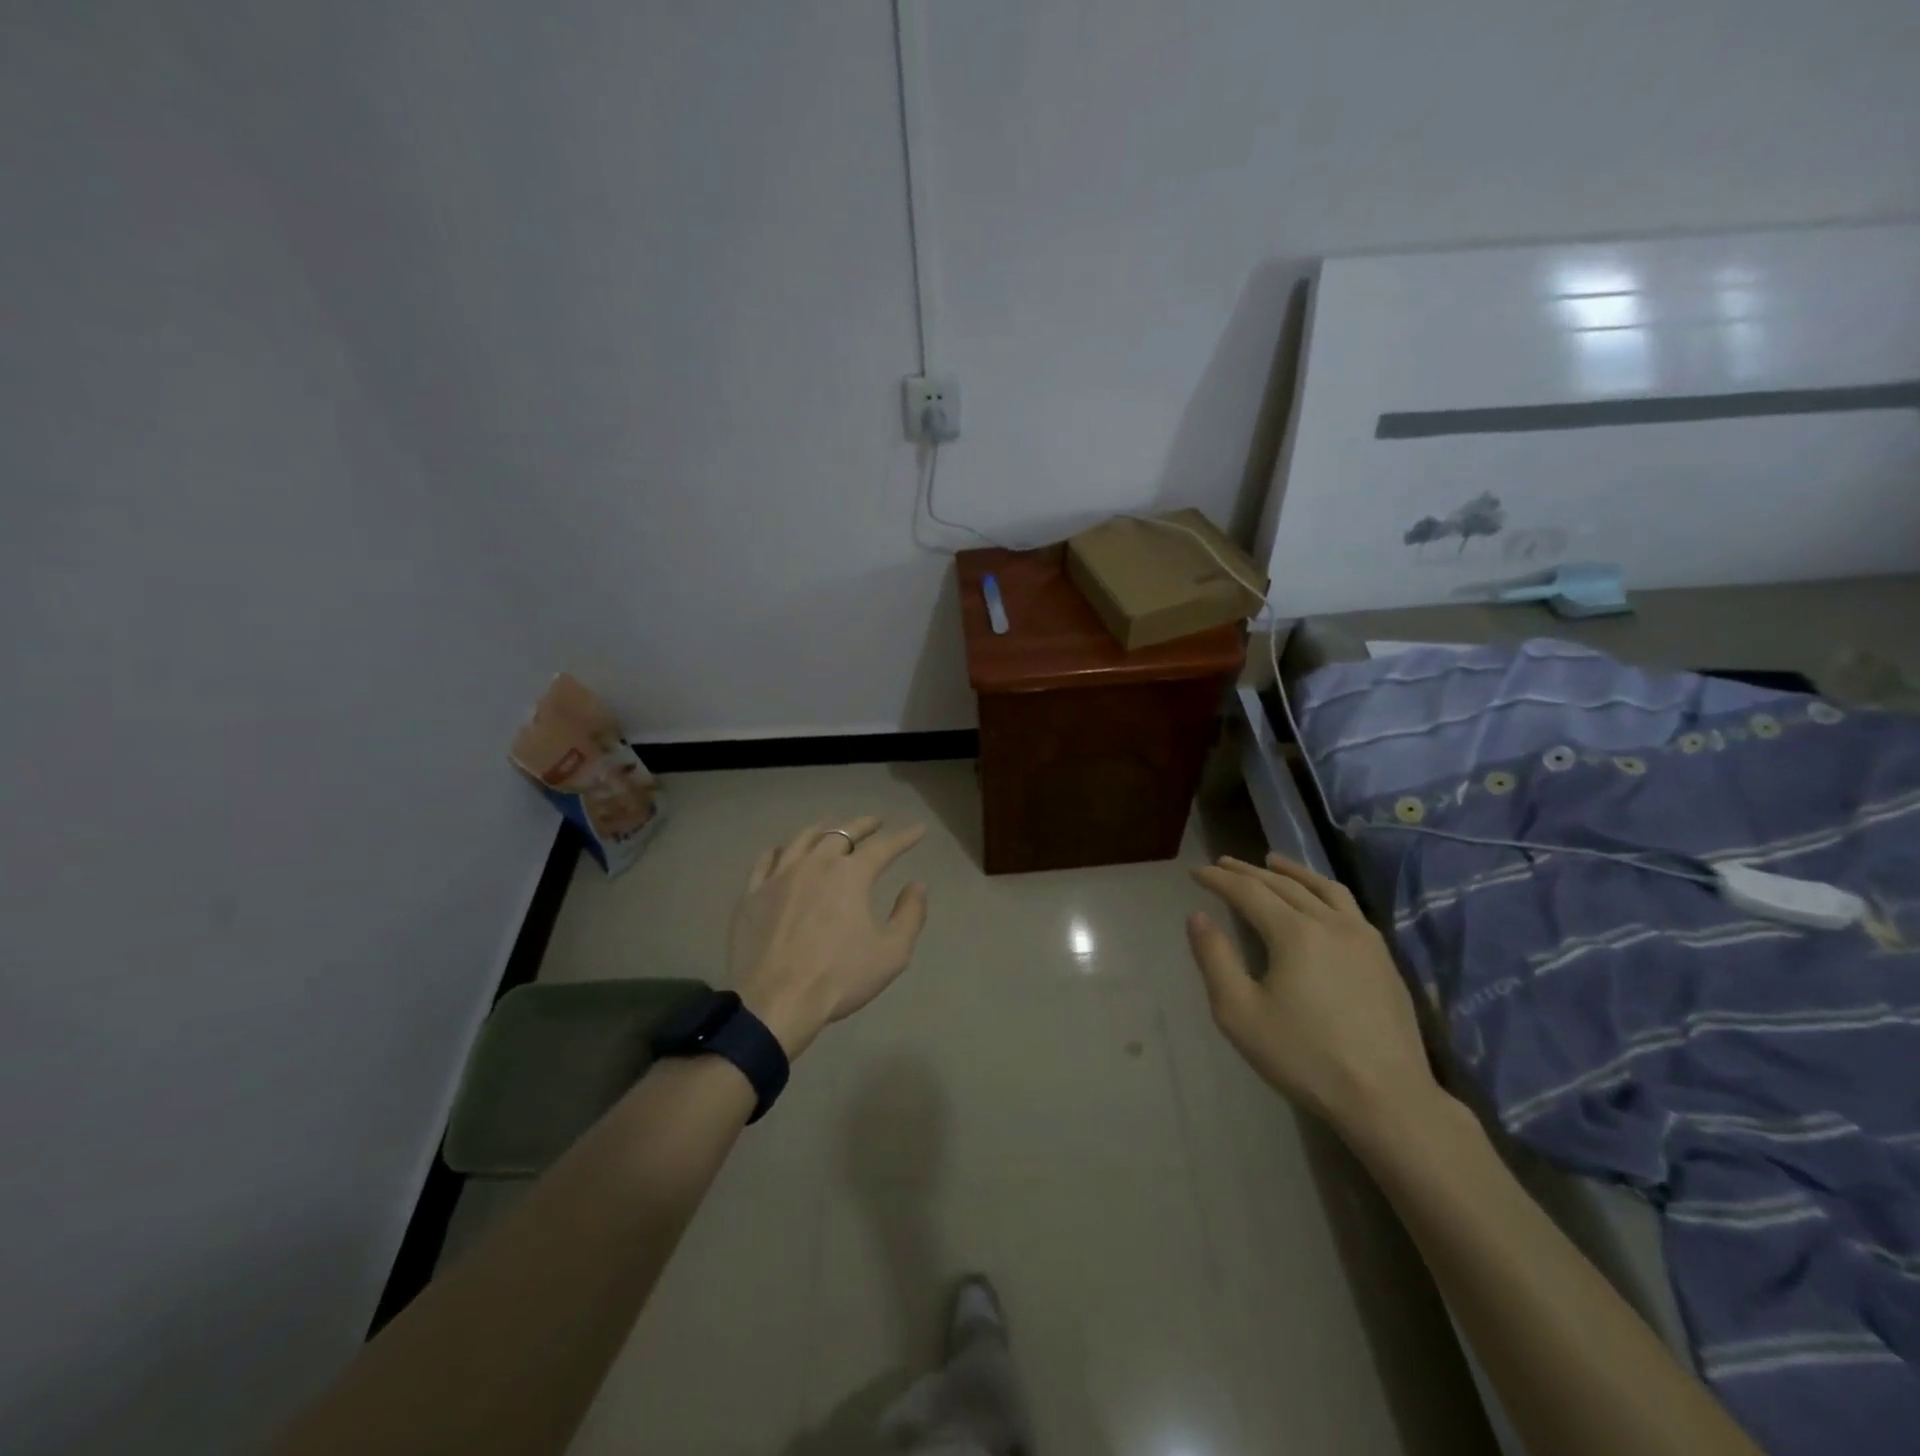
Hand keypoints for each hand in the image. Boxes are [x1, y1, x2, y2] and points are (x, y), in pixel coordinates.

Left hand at [728, 817, 929, 1058]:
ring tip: (833, 829)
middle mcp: (815, 863)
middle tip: (875, 823)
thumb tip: (917, 885)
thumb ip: (910, 915)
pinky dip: (783, 850)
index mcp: (851, 874)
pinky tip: (786, 852)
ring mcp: (779, 876)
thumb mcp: (892, 953)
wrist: (776, 1002)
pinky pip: (768, 860)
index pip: (884, 847)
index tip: (918, 830)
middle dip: (863, 825)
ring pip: (803, 839)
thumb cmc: (839, 978)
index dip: (904, 837)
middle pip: (842, 833)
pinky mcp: (753, 893)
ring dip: (824, 830)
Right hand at [1186, 853, 1443, 1137]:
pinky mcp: (1383, 958)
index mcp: (1294, 932)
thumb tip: (1198, 917)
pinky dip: (1323, 891)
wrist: (1387, 1098)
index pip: (1248, 891)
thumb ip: (1214, 959)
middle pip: (1283, 884)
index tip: (1196, 871)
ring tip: (1273, 861)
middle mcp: (1330, 923)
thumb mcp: (1239, 1013)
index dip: (1219, 878)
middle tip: (1223, 863)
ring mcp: (1363, 938)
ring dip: (1292, 871)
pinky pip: (1348, 906)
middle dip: (1249, 871)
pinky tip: (1319, 901)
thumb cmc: (1304, 1057)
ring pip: (1323, 889)